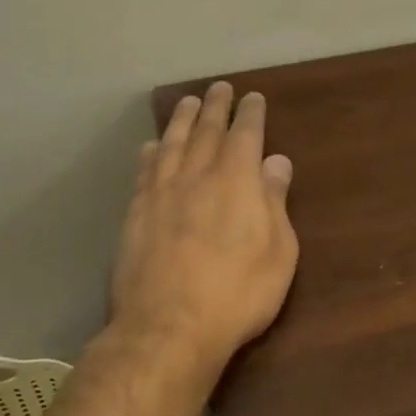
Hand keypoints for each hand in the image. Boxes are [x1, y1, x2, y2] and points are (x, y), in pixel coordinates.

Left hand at [110, 83, 298, 370]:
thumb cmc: (238, 293)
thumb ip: (275, 202)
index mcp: (237, 181)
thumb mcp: (278, 252)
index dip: (250, 114)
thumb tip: (276, 161)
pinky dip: (152, 153)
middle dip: (215, 107)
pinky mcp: (136, 215)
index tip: (253, 97)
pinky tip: (152, 146)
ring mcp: (161, 194)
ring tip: (187, 102)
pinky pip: (145, 172)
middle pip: (205, 131)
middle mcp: (197, 176)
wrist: (169, 327)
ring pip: (172, 144)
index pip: (245, 135)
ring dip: (181, 120)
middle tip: (219, 88)